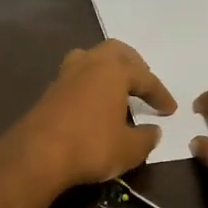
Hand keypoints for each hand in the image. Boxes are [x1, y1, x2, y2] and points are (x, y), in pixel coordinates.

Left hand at [0, 40, 176, 192]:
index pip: (145, 78)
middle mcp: (89, 64)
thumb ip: (146, 138)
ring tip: (116, 86)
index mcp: (113, 71)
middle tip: (143, 81)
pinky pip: (75, 77)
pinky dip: (89, 84)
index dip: (160, 94)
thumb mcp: (129, 149)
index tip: (170, 110)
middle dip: (133, 64)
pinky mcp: (48, 91)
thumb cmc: (91, 146)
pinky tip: (92, 102)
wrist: (37, 155)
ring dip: (106, 68)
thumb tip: (153, 131)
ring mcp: (65, 75)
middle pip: (115, 52)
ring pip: (90, 58)